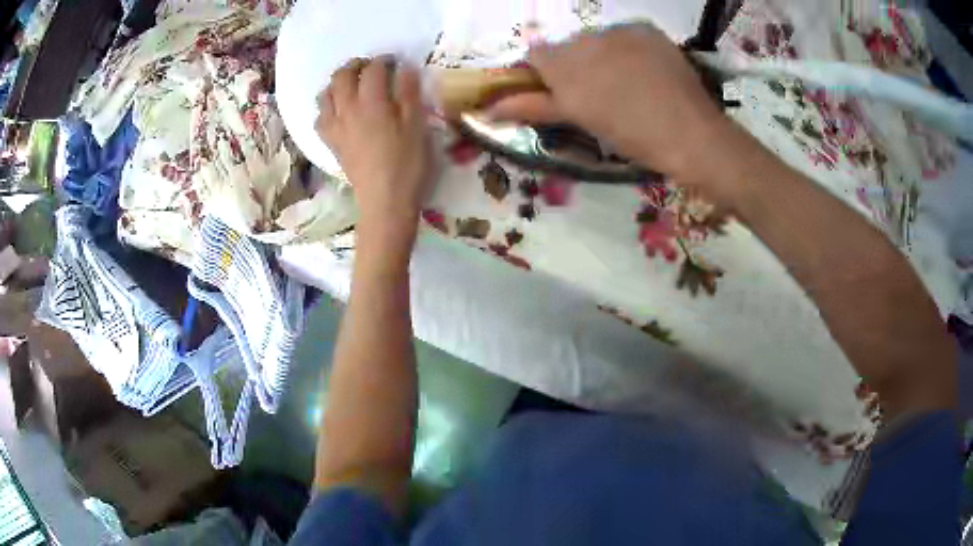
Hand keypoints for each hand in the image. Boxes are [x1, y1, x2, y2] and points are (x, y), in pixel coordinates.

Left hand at [317, 57, 432, 240]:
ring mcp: (336, 127)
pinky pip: (320, 118)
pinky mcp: (332, 143)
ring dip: (337, 83)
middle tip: (371, 67)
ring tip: (351, 84)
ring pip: (326, 95)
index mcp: (372, 103)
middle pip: (342, 76)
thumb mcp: (417, 126)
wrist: (385, 201)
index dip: (383, 61)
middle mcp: (348, 110)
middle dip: (355, 65)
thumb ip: (409, 93)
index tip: (395, 61)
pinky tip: (338, 111)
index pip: (372, 70)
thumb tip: (404, 68)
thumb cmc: (407, 163)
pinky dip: (327, 107)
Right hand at [489, 24, 750, 207]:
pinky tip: (644, 68)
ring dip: (601, 54)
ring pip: (595, 38)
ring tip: (627, 81)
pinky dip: (627, 47)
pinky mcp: (645, 29)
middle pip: (567, 46)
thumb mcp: (581, 122)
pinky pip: (624, 33)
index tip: (560, 90)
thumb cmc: (632, 137)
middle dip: (575, 64)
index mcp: (564, 68)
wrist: (691, 134)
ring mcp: (617, 31)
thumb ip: (533, 106)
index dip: (544, 72)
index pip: (536, 55)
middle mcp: (585, 41)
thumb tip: (488, 108)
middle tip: (599, 91)